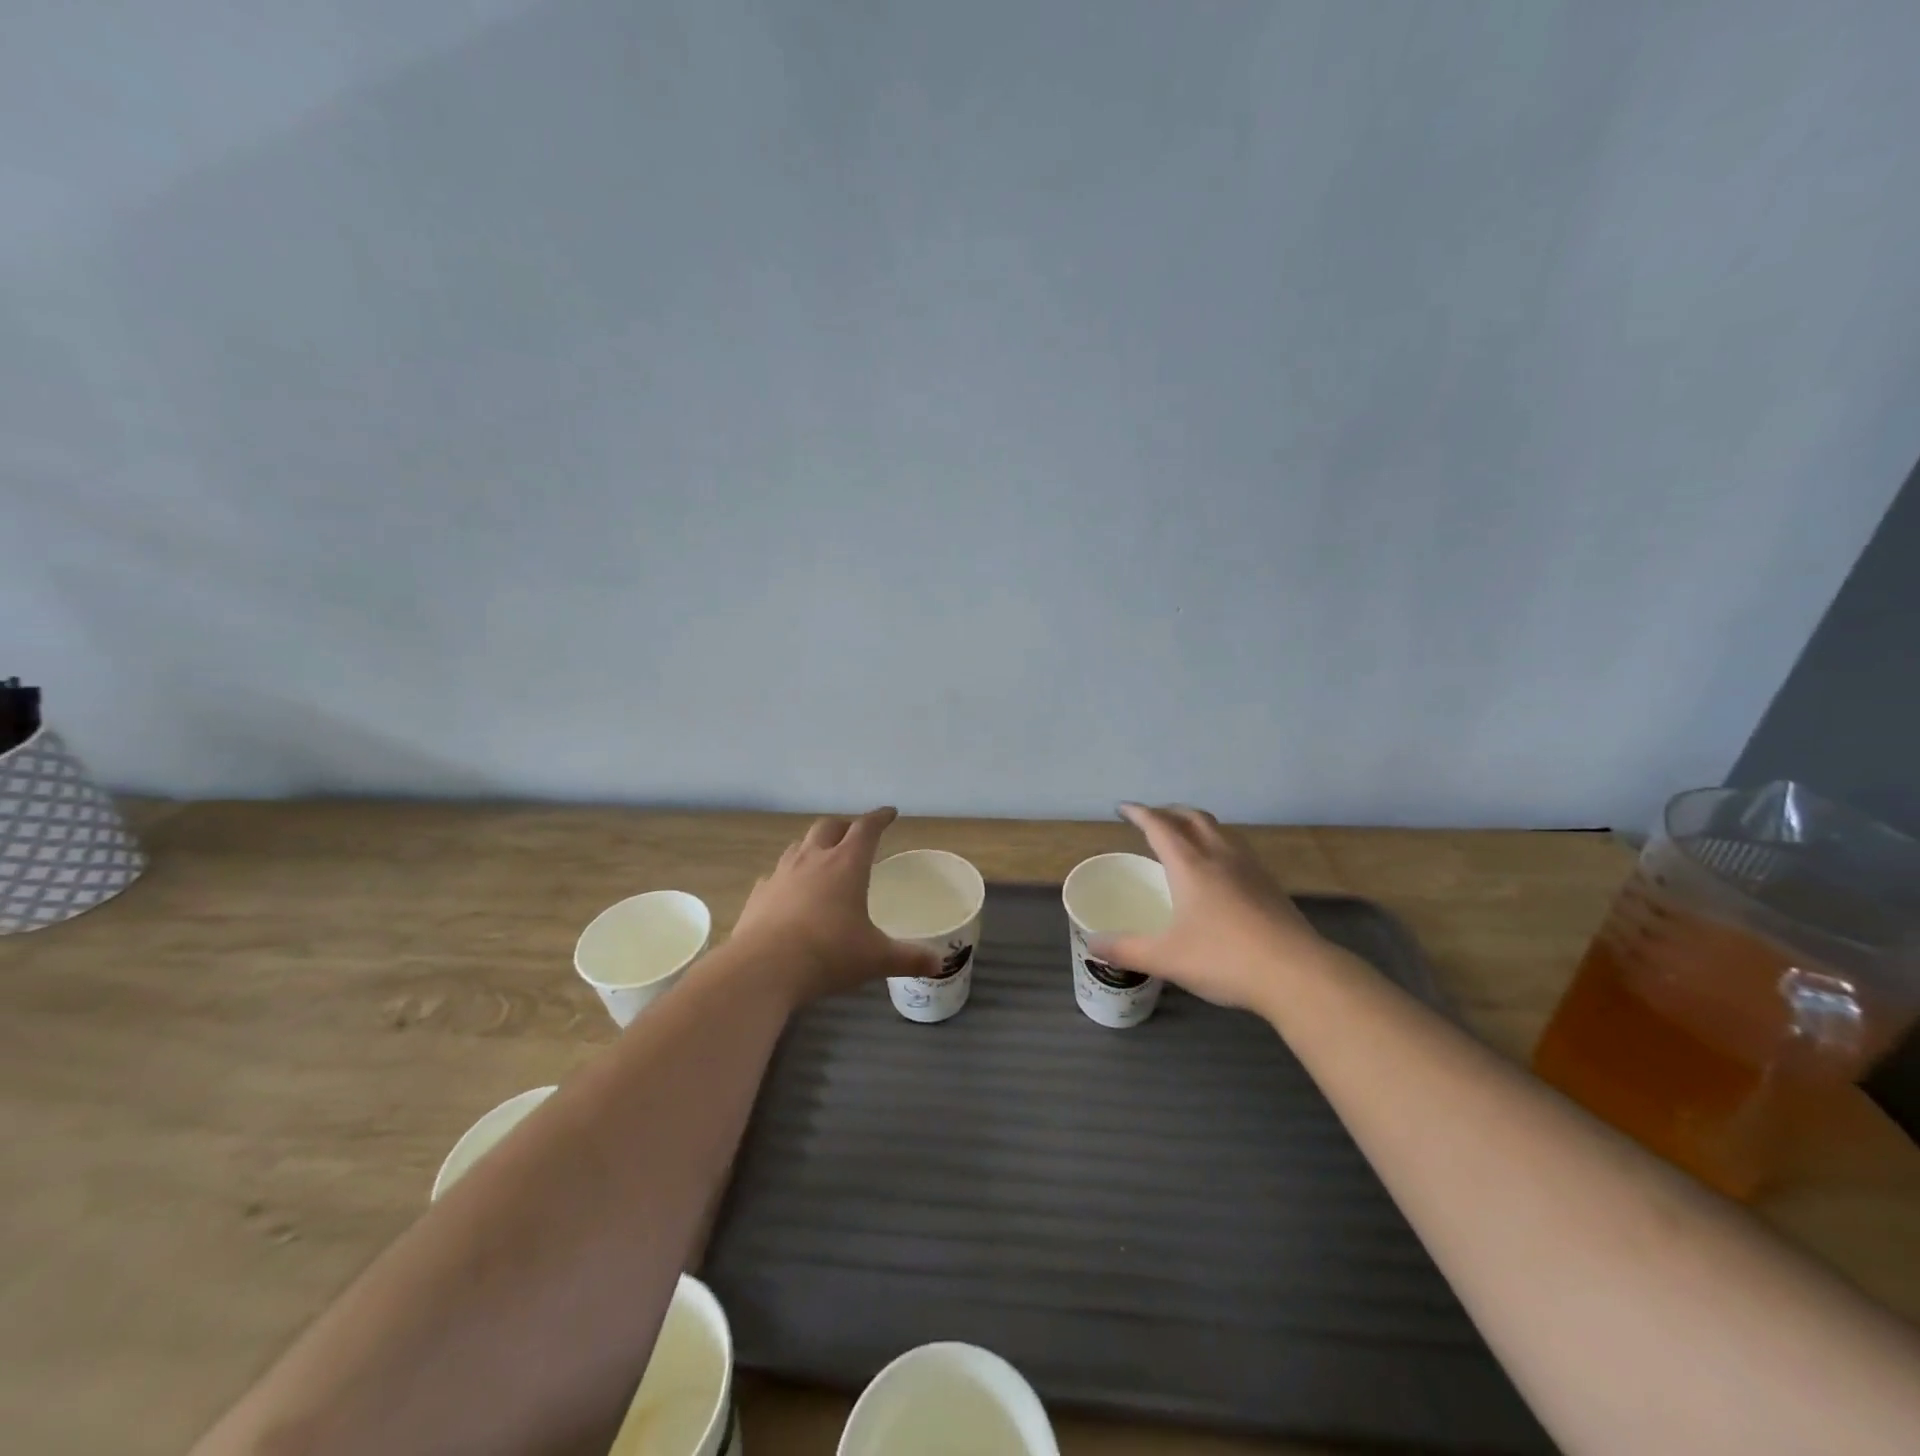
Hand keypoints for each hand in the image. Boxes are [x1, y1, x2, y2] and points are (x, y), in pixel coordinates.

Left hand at [728, 808, 940, 1004]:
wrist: (763, 969)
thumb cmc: (828, 955)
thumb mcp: (875, 959)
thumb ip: (908, 958)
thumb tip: (939, 964)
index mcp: (846, 865)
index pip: (866, 828)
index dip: (880, 818)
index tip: (890, 813)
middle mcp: (813, 860)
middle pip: (828, 827)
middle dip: (844, 826)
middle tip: (854, 835)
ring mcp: (781, 874)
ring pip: (798, 846)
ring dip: (813, 846)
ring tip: (822, 858)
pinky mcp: (758, 894)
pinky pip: (775, 875)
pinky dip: (787, 876)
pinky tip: (788, 892)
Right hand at [1090, 803, 1335, 1012]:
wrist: (1297, 974)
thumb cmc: (1224, 958)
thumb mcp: (1166, 958)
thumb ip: (1126, 949)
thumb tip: (1092, 944)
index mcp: (1190, 865)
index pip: (1160, 826)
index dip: (1139, 813)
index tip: (1123, 808)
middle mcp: (1220, 857)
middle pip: (1193, 818)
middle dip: (1169, 812)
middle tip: (1152, 819)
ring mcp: (1250, 869)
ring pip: (1220, 830)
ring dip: (1197, 824)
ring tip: (1185, 837)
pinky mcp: (1270, 886)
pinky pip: (1238, 849)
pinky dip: (1219, 844)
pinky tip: (1220, 870)